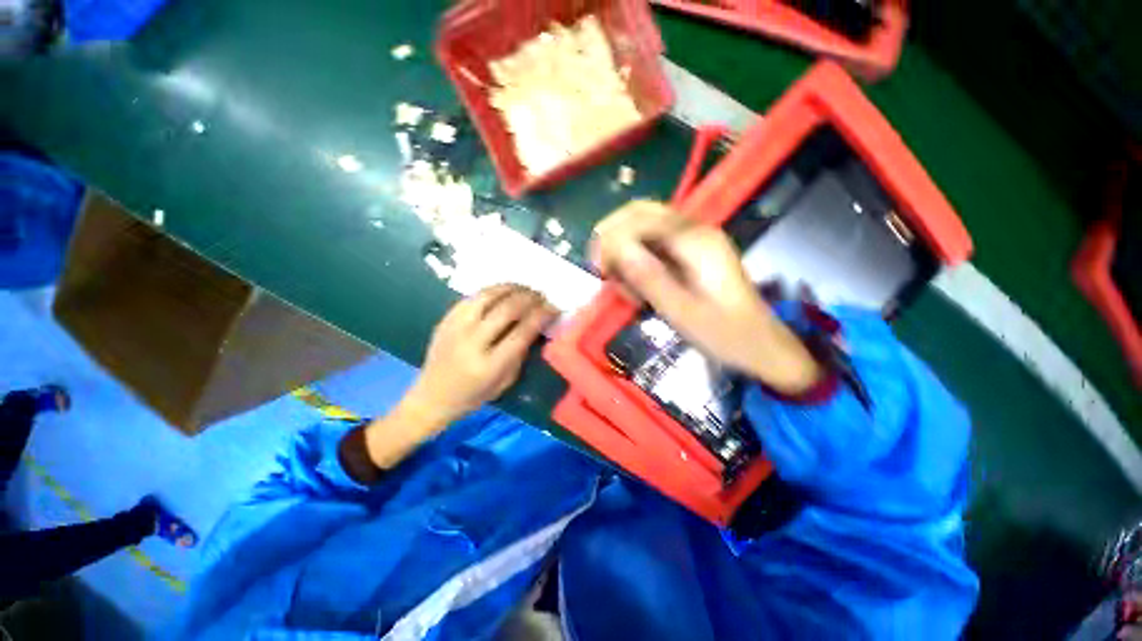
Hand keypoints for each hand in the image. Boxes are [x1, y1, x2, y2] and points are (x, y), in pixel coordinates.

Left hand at [405, 283, 558, 426]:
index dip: (542, 315)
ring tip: (525, 289)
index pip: (523, 331)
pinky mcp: (446, 319)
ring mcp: (456, 327)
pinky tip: (504, 291)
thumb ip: (521, 353)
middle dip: (530, 298)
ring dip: (512, 288)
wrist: (431, 397)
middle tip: (542, 296)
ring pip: (489, 295)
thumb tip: (536, 325)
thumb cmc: (473, 395)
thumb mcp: (505, 381)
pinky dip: (493, 290)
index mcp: (490, 365)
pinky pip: (473, 297)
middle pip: (508, 309)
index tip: (554, 308)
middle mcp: (472, 342)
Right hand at [591, 200, 820, 393]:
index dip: (611, 238)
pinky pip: (652, 244)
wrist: (761, 346)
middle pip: (640, 213)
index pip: (641, 219)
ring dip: (623, 250)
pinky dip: (635, 261)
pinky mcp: (690, 253)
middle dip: (613, 237)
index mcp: (696, 241)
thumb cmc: (725, 335)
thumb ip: (650, 279)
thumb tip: (615, 250)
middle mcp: (695, 230)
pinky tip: (637, 287)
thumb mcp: (683, 313)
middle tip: (602, 270)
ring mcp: (693, 240)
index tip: (598, 270)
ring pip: (643, 227)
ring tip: (623, 285)